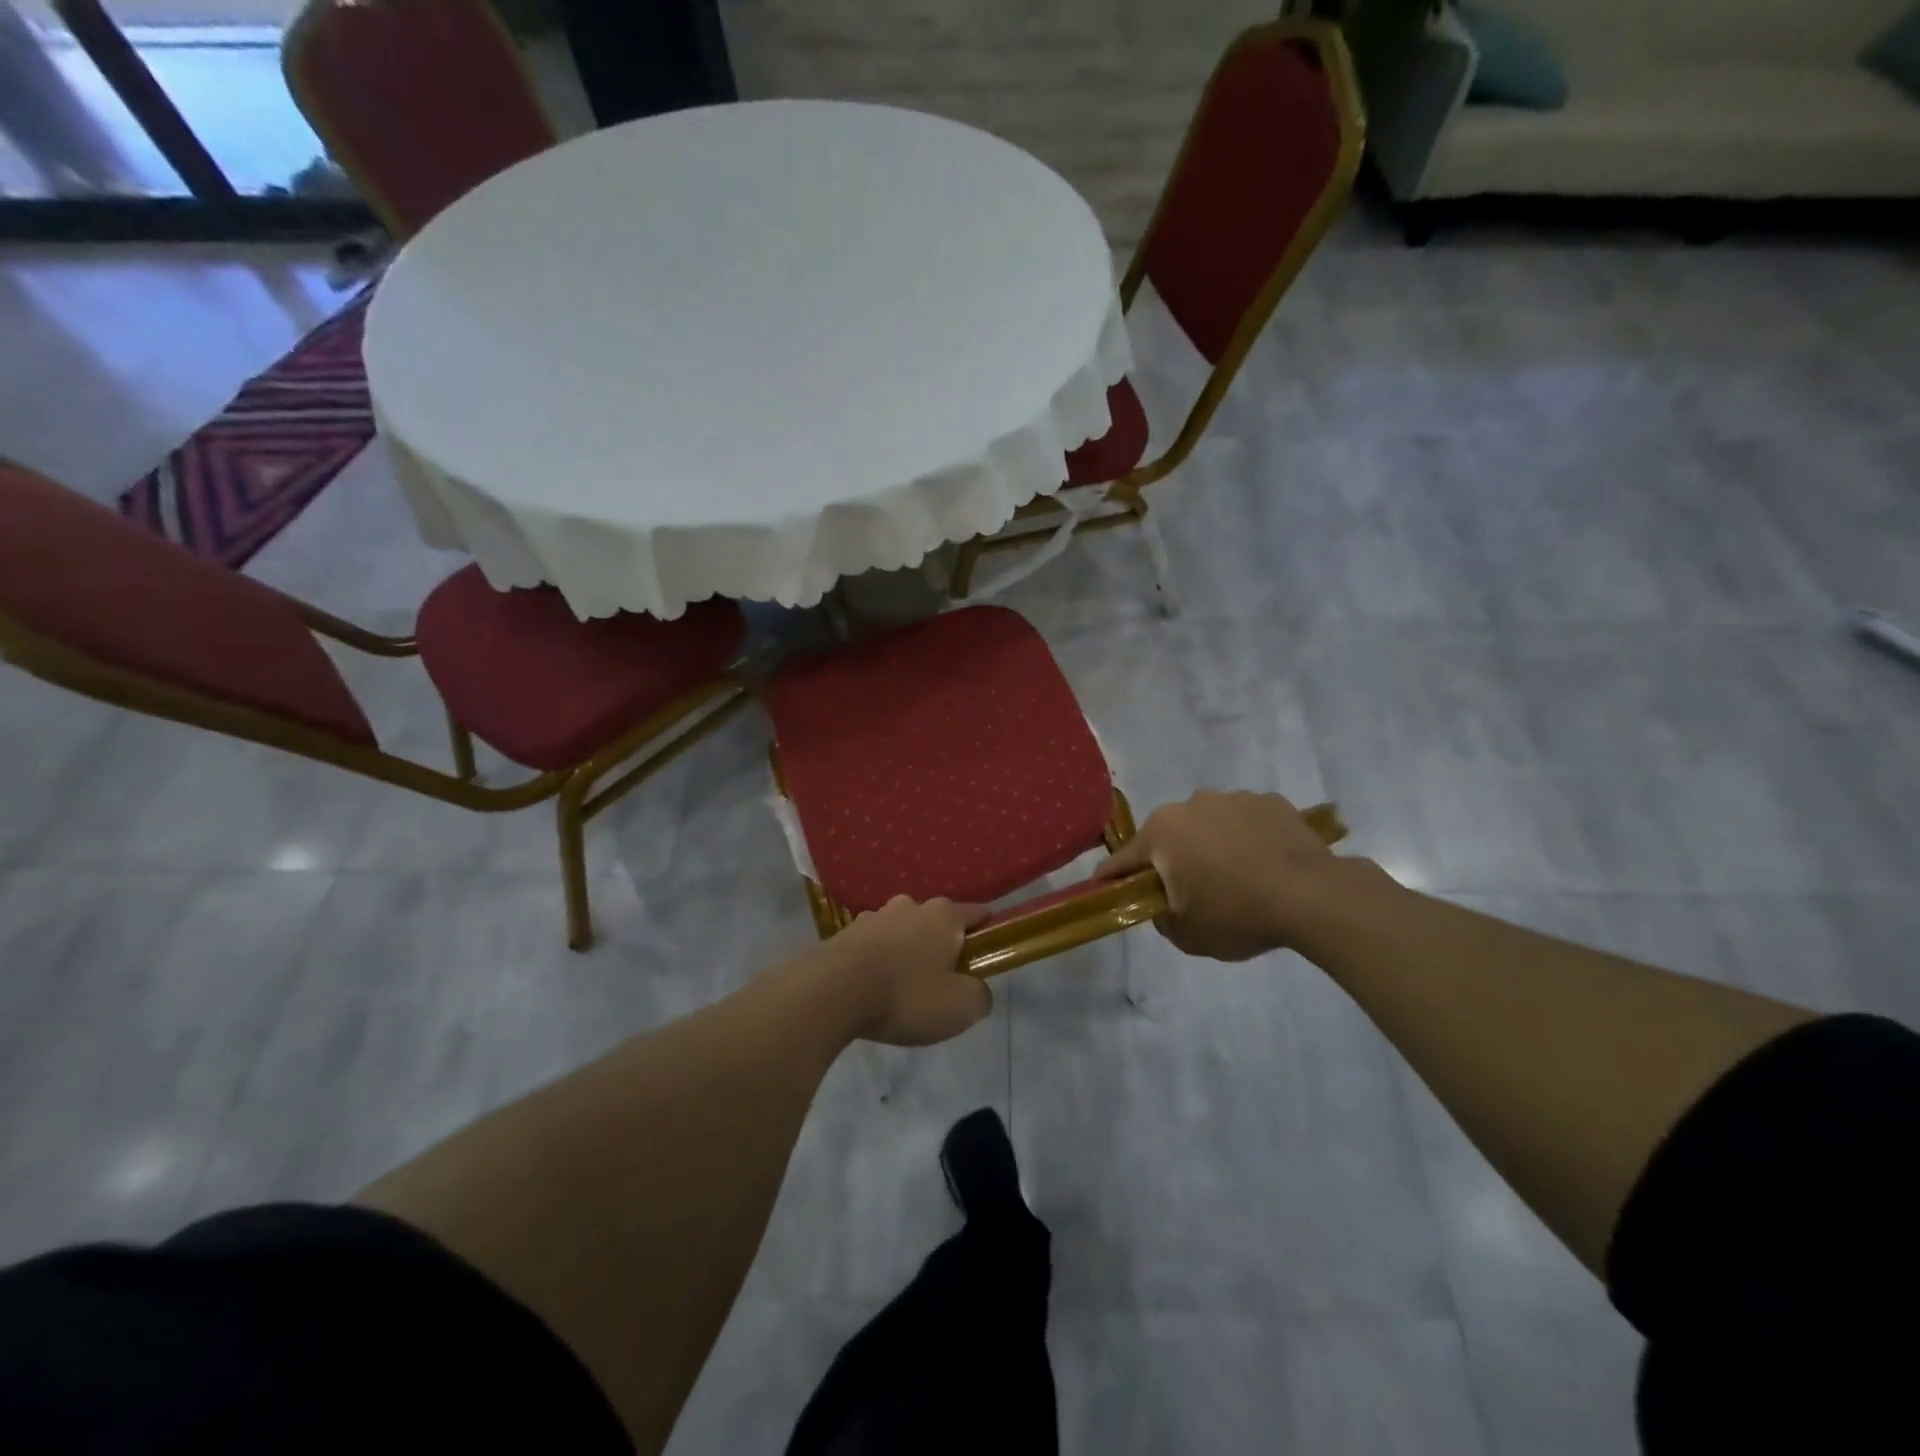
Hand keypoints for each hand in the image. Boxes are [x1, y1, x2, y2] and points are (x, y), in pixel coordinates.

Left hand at [824, 896, 992, 1045]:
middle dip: (942, 944)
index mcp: (944, 916)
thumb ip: (980, 995)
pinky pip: (874, 944)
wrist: (831, 992)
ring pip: (903, 930)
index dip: (986, 932)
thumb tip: (977, 989)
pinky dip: (878, 959)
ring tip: (903, 987)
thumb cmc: (906, 996)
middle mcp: (911, 905)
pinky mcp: (845, 932)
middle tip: (942, 980)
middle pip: (937, 922)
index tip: (986, 954)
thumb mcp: (960, 1007)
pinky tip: (873, 986)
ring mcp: (875, 916)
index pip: (977, 913)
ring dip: (907, 950)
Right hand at [1096, 790, 1358, 960]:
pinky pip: (1246, 821)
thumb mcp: (1188, 935)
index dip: (1112, 879)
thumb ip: (1162, 918)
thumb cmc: (1237, 914)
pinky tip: (1266, 864)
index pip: (1123, 859)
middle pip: (1168, 836)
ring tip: (1237, 876)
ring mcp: (1233, 798)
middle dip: (1171, 859)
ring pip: (1209, 824)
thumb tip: (1164, 905)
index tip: (1106, 891)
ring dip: (1211, 844)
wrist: (1313, 897)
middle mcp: (1191, 804)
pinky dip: (1248, 838)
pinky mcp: (1270, 801)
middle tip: (1189, 891)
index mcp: (1162, 832)